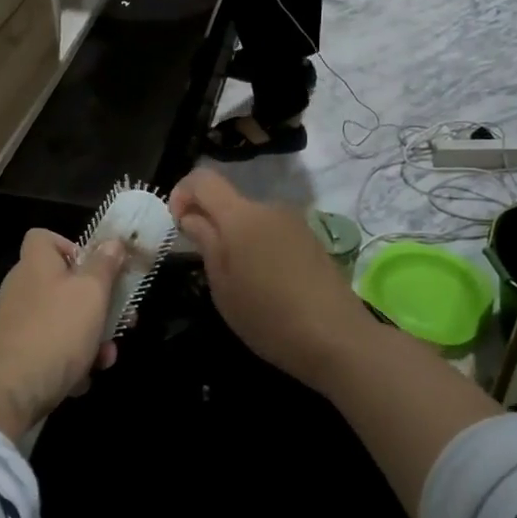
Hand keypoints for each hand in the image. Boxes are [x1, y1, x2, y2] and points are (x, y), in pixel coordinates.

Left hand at [0, 230, 127, 438]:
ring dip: (91, 338)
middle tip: (122, 319)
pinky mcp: (18, 354)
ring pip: (64, 321)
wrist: (10, 390)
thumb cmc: (56, 330)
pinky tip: (82, 380)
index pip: (45, 237)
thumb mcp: (91, 293)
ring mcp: (19, 323)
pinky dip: (70, 361)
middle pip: (64, 283)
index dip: (72, 246)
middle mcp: (24, 288)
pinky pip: (52, 349)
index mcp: (36, 264)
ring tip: (106, 358)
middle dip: (98, 304)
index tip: (96, 268)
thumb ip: (105, 266)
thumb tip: (112, 243)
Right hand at [170, 170, 380, 391]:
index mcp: (240, 215)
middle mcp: (268, 208)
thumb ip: (205, 242)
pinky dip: (260, 247)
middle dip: (210, 222)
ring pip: (251, 219)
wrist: (337, 338)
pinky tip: (268, 284)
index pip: (202, 179)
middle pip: (228, 201)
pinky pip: (273, 232)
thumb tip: (192, 216)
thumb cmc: (268, 316)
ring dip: (236, 238)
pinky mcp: (311, 239)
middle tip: (207, 265)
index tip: (179, 226)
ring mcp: (294, 222)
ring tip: (240, 280)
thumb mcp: (222, 285)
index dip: (182, 194)